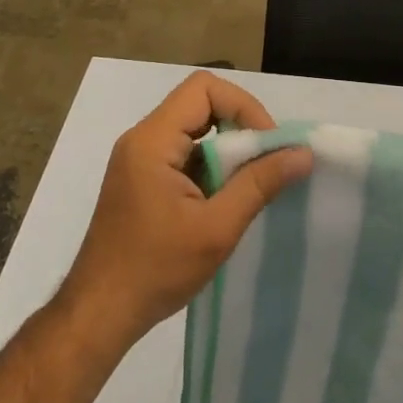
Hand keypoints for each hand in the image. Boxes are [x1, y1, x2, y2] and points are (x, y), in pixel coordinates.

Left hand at [59, 71, 310, 356]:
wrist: (99, 313)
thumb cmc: (156, 269)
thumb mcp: (217, 228)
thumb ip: (259, 184)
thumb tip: (303, 153)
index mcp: (152, 140)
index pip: (204, 88)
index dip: (243, 106)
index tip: (267, 145)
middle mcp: (142, 139)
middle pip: (200, 104)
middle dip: (239, 128)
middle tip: (265, 164)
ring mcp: (138, 159)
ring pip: (194, 130)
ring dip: (226, 150)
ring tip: (249, 186)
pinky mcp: (141, 180)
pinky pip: (183, 153)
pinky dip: (210, 166)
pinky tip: (224, 201)